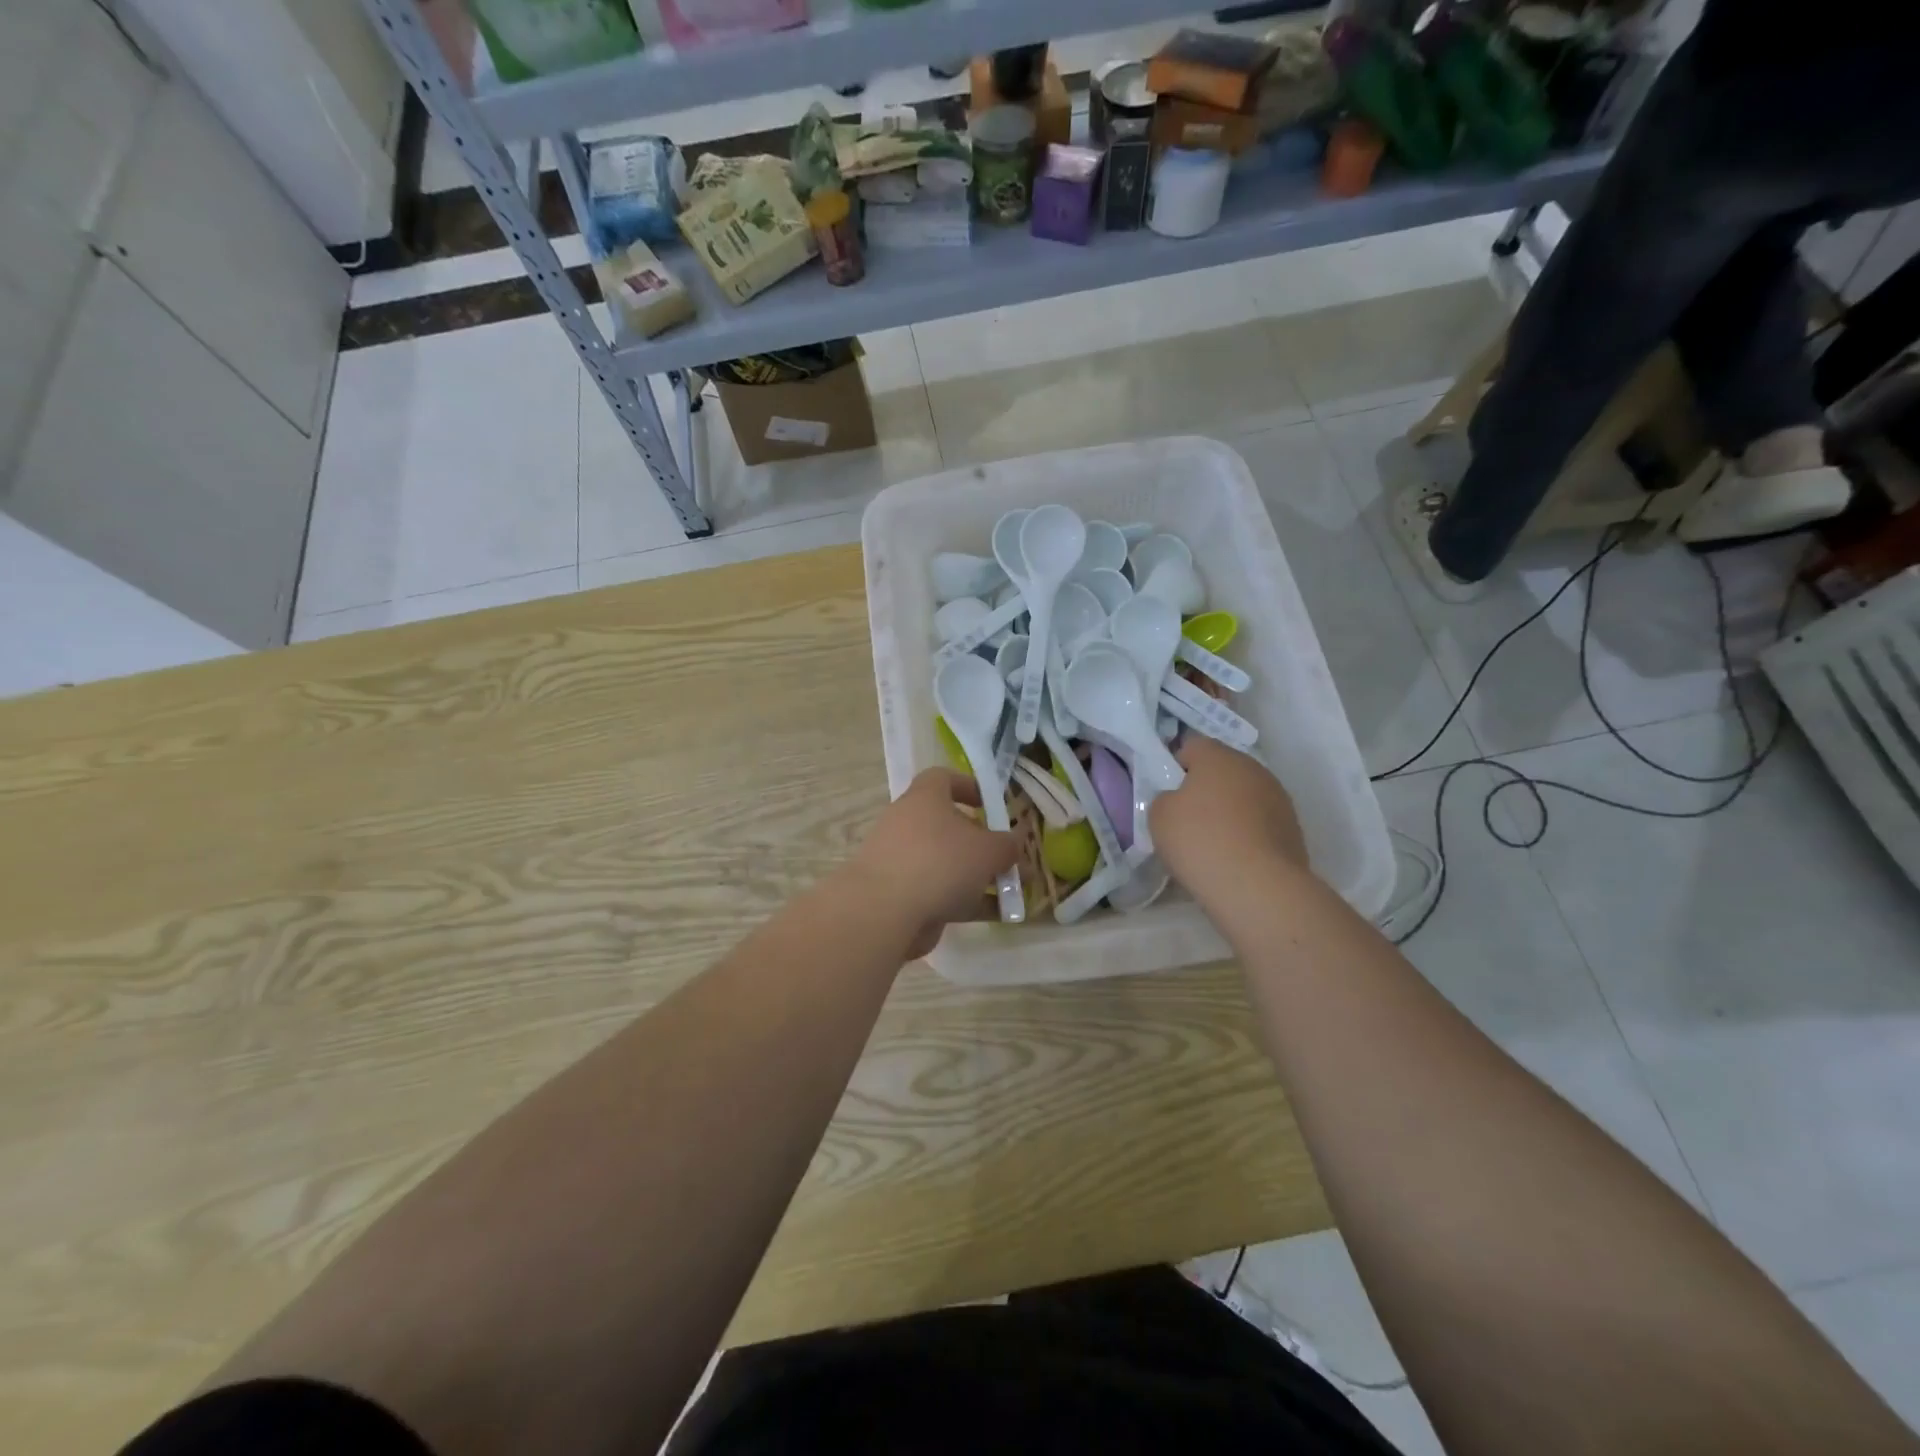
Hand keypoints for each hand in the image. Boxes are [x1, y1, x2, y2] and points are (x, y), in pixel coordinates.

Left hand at [846, 769, 1019, 959]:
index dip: (969, 787)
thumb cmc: (940, 862)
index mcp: (925, 798)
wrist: (885, 912)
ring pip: (948, 863)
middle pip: (950, 826)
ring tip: (1014, 893)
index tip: (992, 805)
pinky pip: (942, 892)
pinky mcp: (902, 895)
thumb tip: (1015, 843)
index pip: (943, 778)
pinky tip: (999, 916)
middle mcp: (910, 824)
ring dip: (980, 876)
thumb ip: (1007, 845)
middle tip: (1011, 859)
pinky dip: (968, 901)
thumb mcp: (988, 850)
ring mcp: (903, 861)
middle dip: (984, 843)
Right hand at [1149, 736, 1310, 895]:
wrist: (1258, 887)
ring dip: (1230, 811)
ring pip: (1244, 796)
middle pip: (1222, 770)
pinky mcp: (1293, 829)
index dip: (1176, 766)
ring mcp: (1279, 798)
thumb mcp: (1159, 816)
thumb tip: (1179, 800)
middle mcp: (1253, 768)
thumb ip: (1165, 798)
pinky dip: (1247, 833)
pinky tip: (1236, 858)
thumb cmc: (1200, 841)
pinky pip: (1260, 822)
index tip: (1168, 793)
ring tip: (1214, 843)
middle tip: (1188, 819)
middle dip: (1205, 789)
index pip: (1192, 746)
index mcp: (1218, 757)